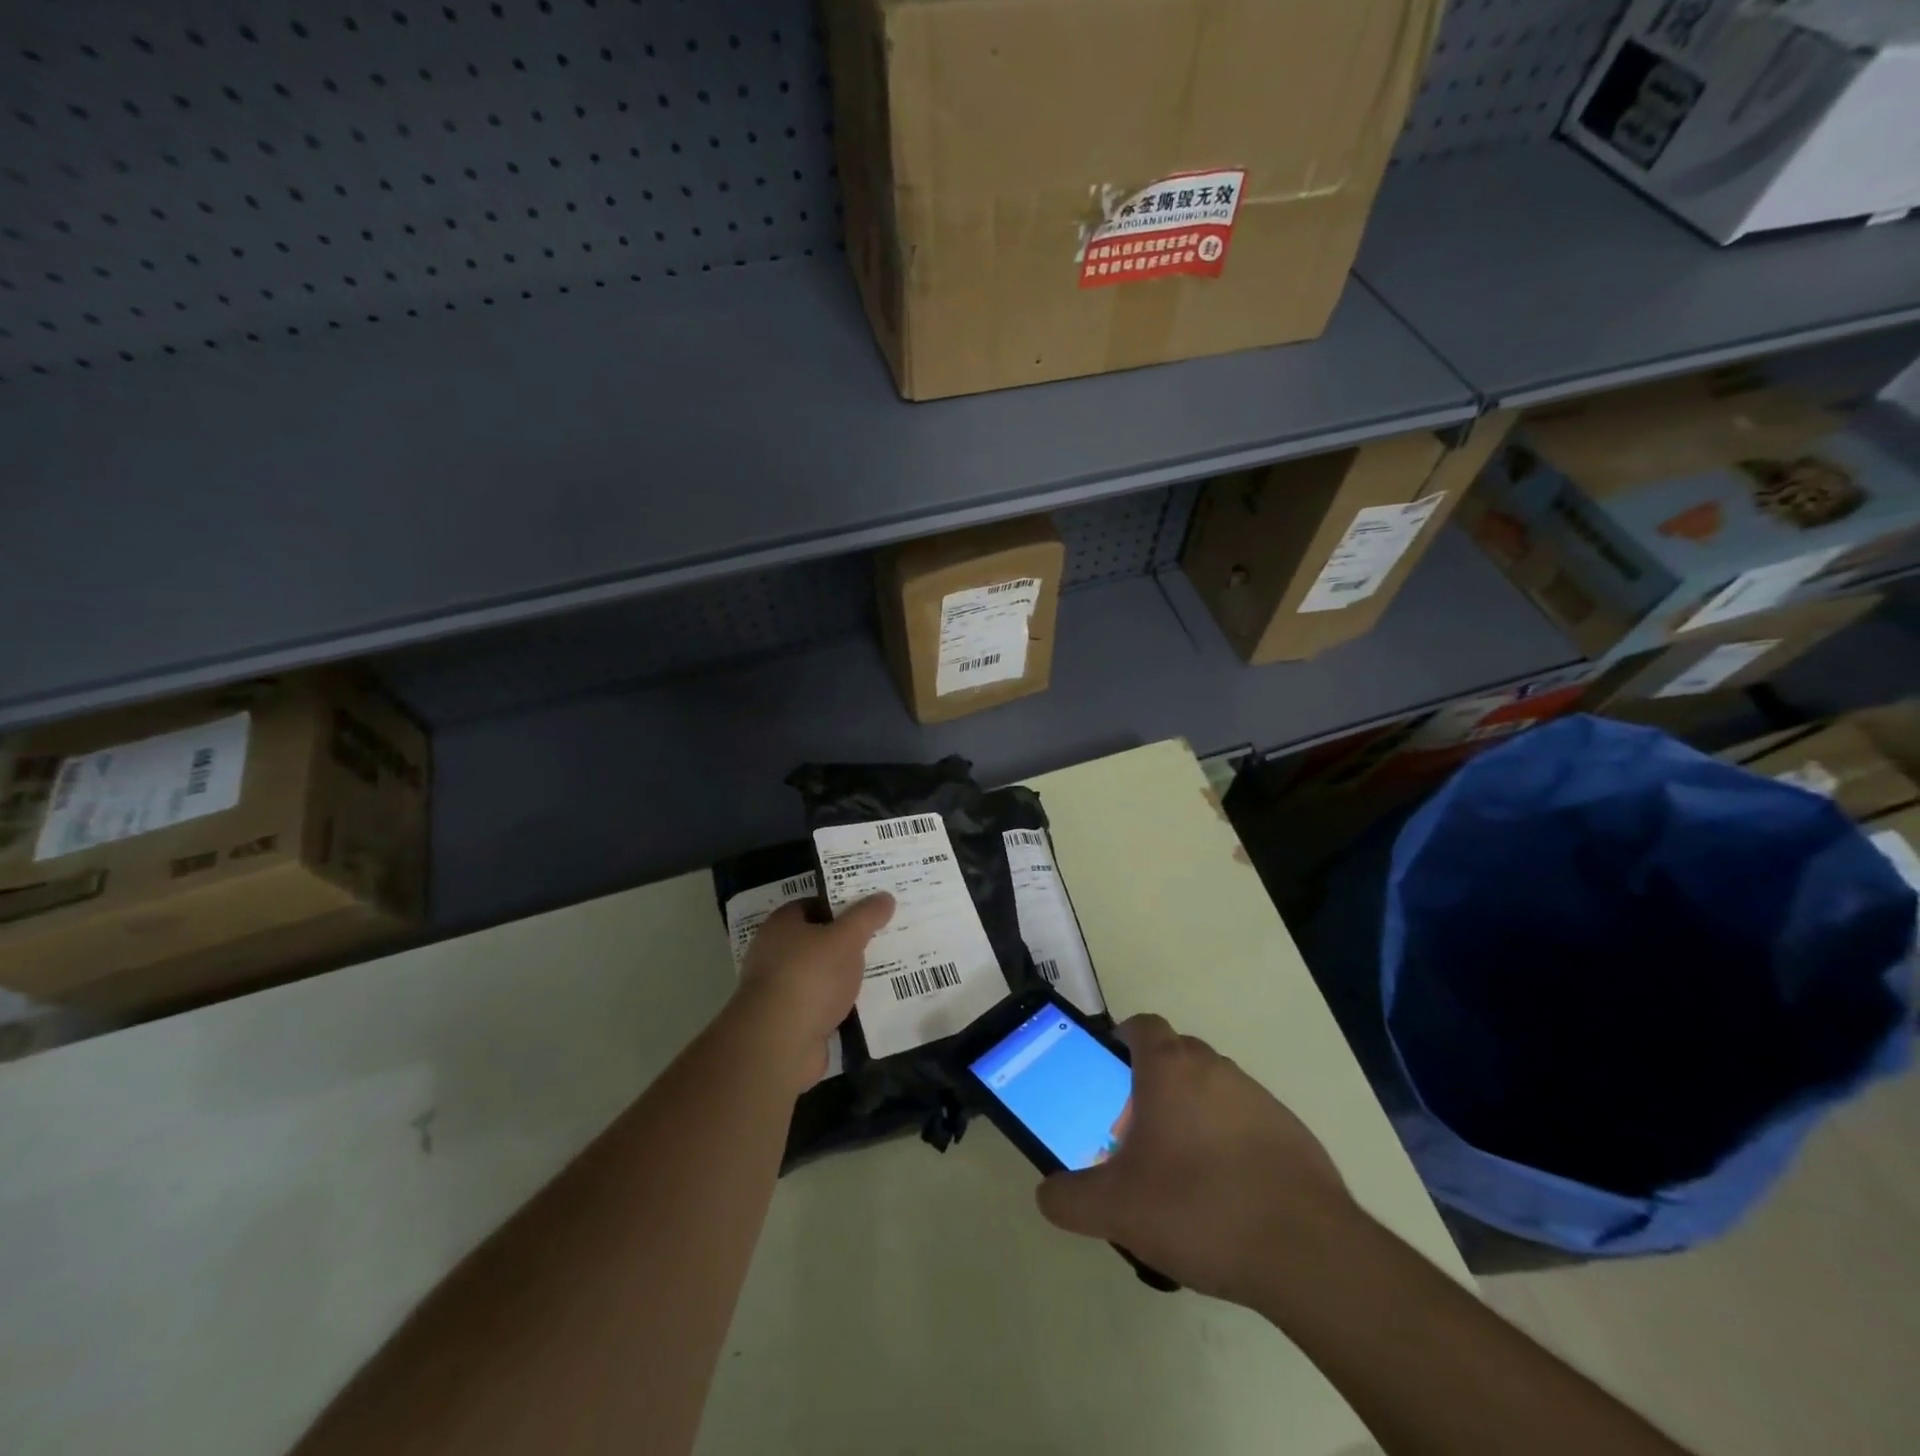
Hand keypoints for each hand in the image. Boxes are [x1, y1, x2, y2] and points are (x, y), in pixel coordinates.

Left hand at [735, 894, 892, 1090]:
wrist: (779, 1043)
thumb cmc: (810, 977)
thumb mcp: (846, 938)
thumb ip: (866, 916)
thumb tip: (885, 897)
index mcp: (782, 925)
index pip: (813, 904)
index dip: (841, 905)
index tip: (870, 910)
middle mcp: (774, 953)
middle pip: (817, 940)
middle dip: (846, 942)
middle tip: (881, 939)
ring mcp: (779, 989)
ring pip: (820, 974)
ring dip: (844, 976)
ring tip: (880, 971)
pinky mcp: (788, 1021)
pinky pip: (820, 1004)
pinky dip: (839, 1004)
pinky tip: (864, 1005)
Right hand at [1036, 1014, 1357, 1308]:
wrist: (1305, 1251)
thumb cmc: (1197, 1208)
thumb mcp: (1115, 1209)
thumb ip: (1069, 1198)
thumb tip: (1047, 1194)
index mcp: (1169, 1068)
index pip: (1142, 1025)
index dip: (1122, 1040)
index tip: (1111, 1070)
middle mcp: (1214, 1068)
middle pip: (1176, 1055)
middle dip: (1153, 1082)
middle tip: (1137, 1132)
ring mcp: (1258, 1097)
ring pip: (1213, 1088)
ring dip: (1193, 1111)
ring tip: (1181, 1170)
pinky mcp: (1291, 1131)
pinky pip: (1247, 1120)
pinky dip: (1230, 1140)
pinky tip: (1227, 1193)